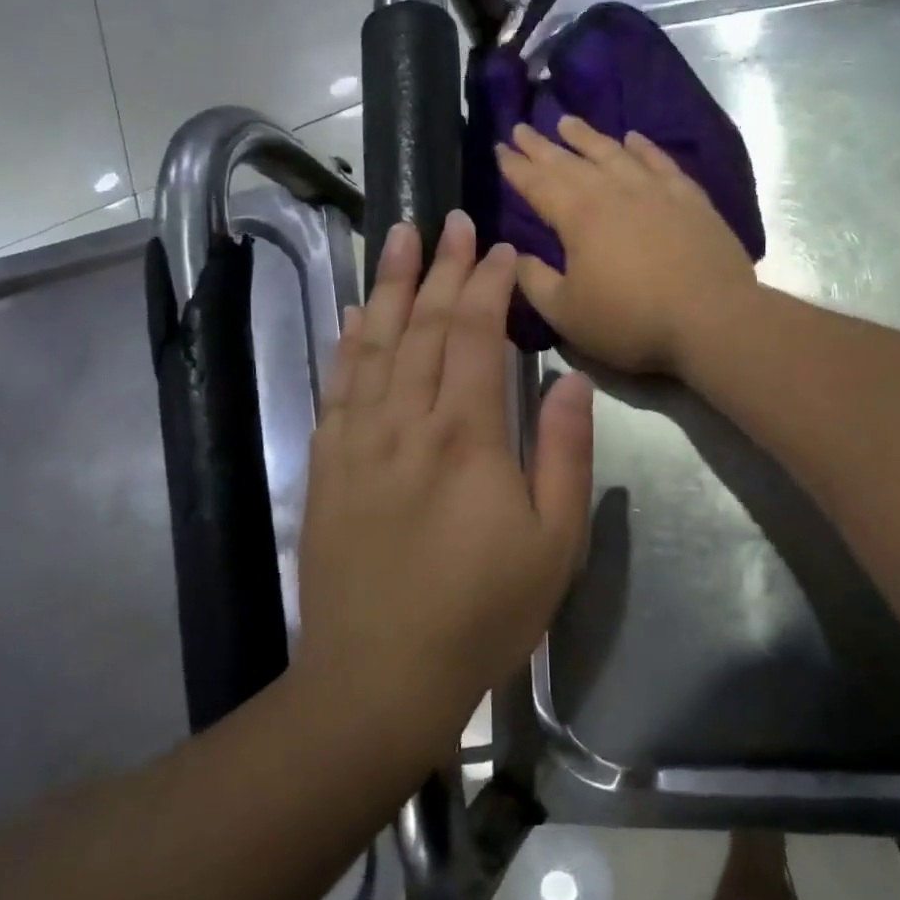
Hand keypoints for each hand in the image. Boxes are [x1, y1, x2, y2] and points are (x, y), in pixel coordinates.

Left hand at [292, 212, 593, 757]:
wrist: (380, 676)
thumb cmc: (483, 613)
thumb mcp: (555, 543)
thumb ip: (565, 453)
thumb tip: (571, 378)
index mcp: (466, 437)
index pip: (476, 336)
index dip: (488, 286)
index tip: (502, 251)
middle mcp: (405, 423)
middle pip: (423, 326)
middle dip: (440, 268)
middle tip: (451, 222)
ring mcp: (357, 442)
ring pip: (374, 344)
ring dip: (388, 286)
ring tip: (397, 237)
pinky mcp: (328, 467)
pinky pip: (337, 386)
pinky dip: (348, 342)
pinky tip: (356, 316)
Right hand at [497, 116, 757, 375]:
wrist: (712, 317)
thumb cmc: (631, 320)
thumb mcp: (567, 313)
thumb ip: (535, 281)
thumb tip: (515, 255)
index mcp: (579, 216)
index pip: (538, 183)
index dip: (516, 167)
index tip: (500, 149)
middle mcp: (614, 191)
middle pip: (571, 161)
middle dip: (542, 145)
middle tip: (522, 127)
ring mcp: (655, 190)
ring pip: (614, 153)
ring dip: (587, 137)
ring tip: (567, 121)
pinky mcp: (690, 198)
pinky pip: (660, 162)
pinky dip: (643, 147)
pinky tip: (633, 138)